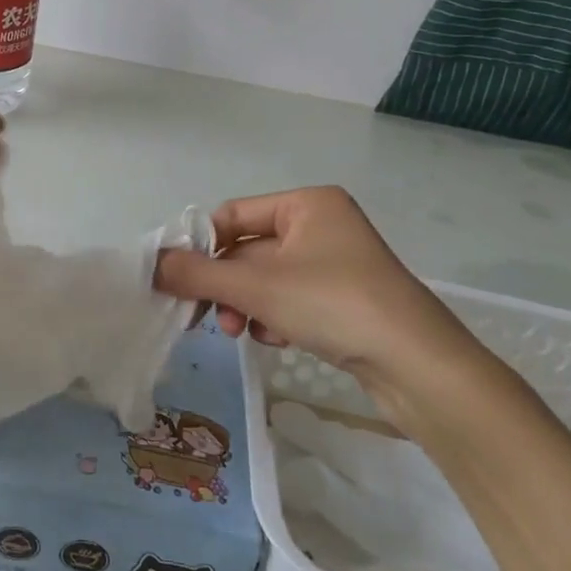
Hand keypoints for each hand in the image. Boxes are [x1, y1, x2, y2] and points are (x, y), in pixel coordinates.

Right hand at [154, 187, 487, 420]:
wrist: (418, 366)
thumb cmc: (334, 305)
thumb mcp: (257, 287)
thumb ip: (198, 275)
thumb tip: (151, 265)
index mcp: (306, 204)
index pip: (233, 216)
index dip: (202, 247)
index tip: (179, 283)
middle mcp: (322, 224)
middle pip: (248, 250)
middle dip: (225, 286)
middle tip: (205, 318)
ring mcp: (336, 263)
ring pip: (267, 278)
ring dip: (246, 305)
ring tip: (241, 332)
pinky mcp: (346, 298)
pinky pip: (292, 298)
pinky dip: (275, 317)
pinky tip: (277, 338)